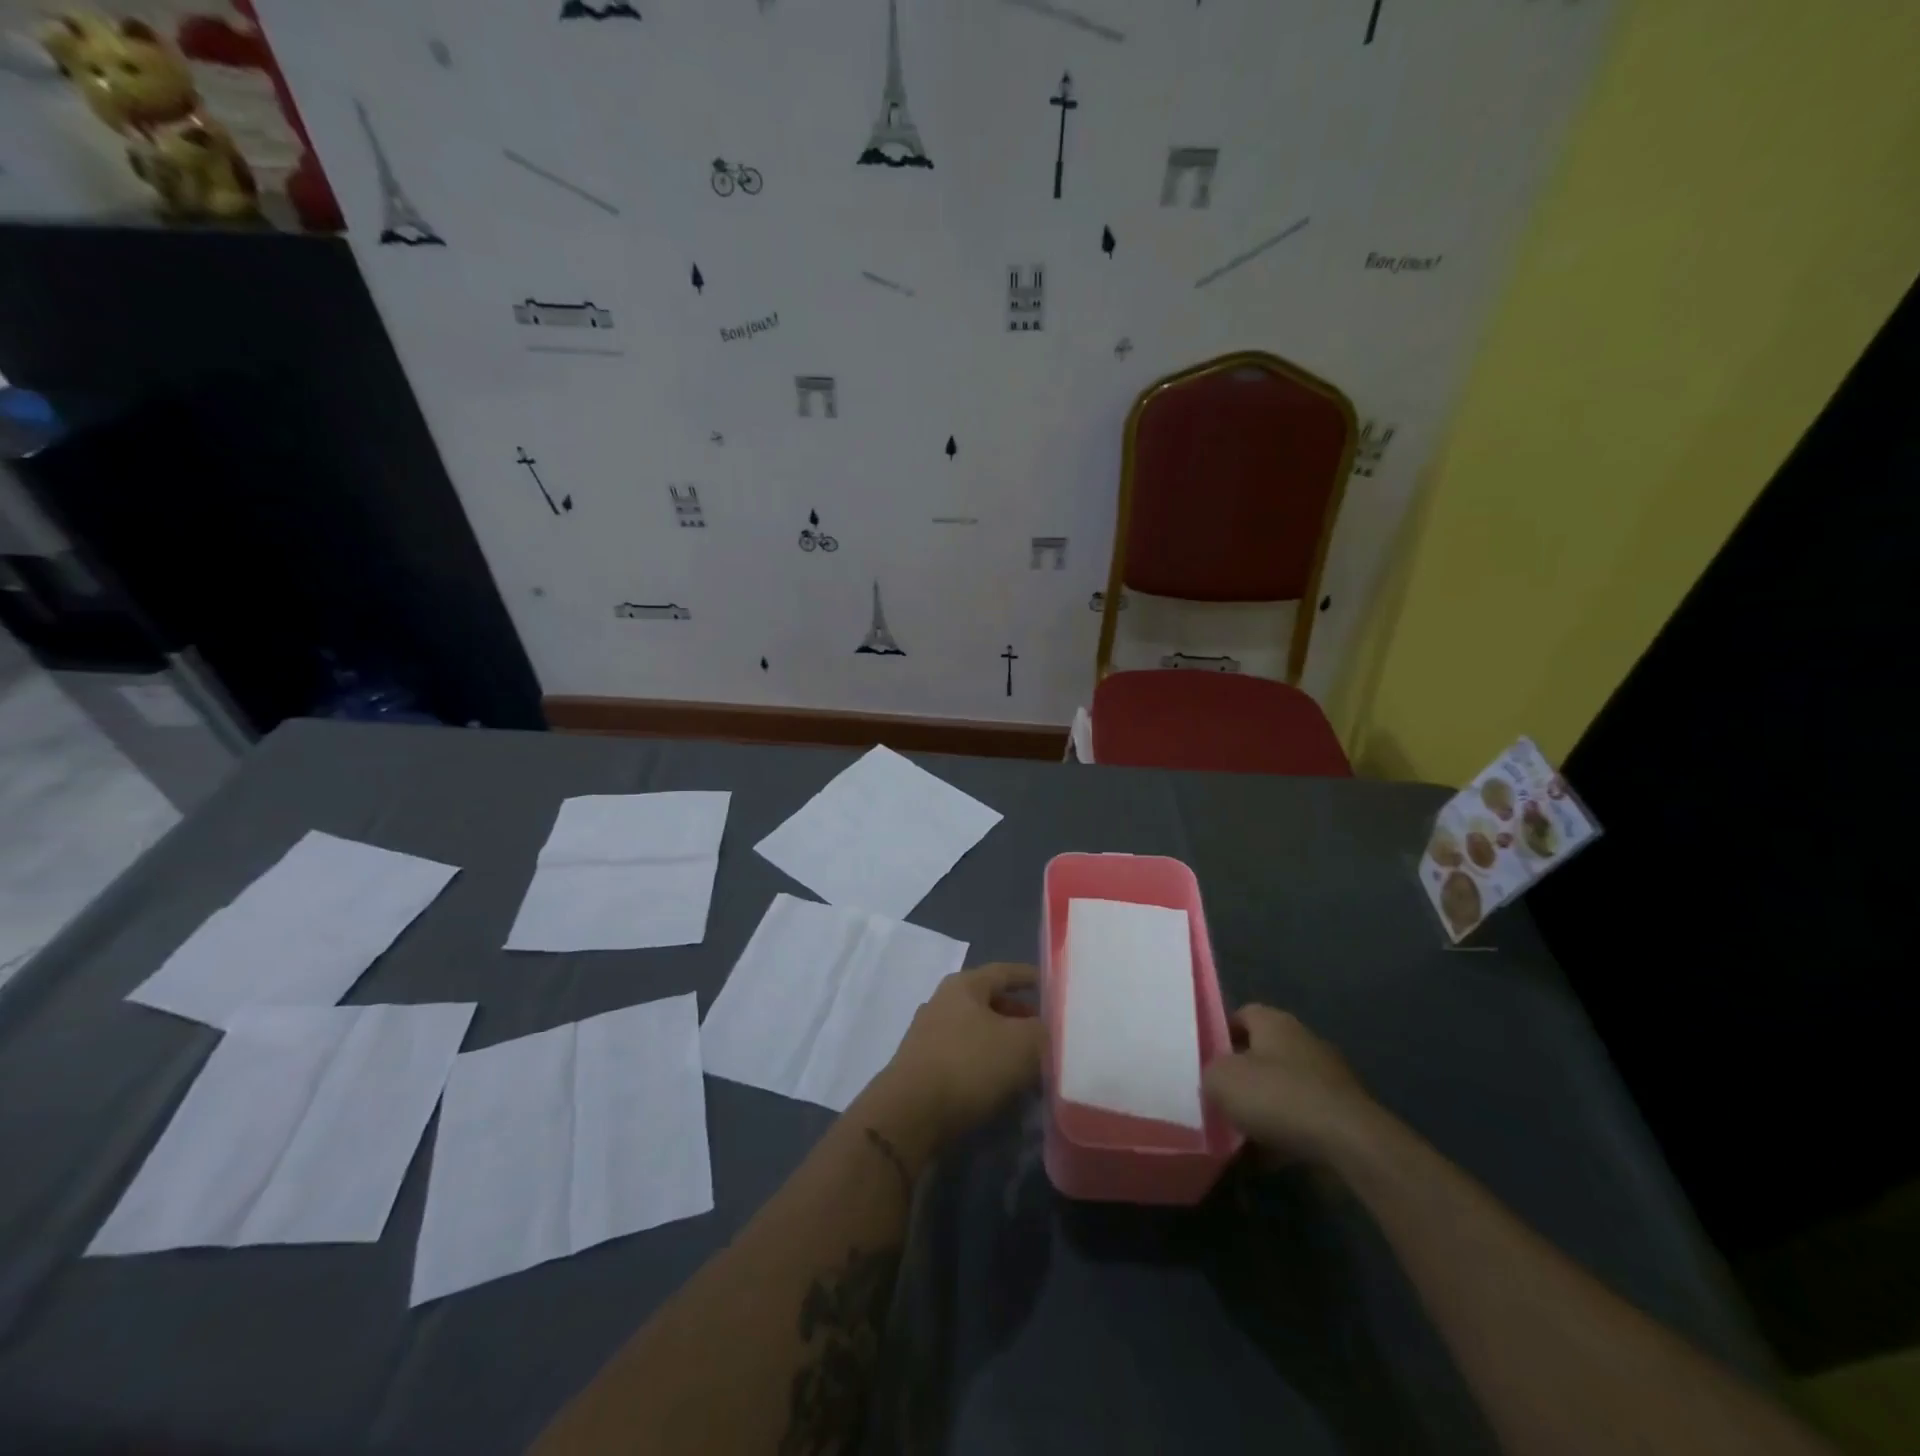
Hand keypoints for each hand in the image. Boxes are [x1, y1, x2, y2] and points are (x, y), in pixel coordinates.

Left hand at [868, 963, 1044, 1151]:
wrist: (911, 1114)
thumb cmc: (969, 1064)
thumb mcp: (1022, 1044)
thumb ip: (1042, 1031)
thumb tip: (1045, 1030)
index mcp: (964, 985)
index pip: (1004, 972)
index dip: (1029, 977)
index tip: (1052, 985)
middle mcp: (942, 1002)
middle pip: (989, 1002)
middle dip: (1018, 1015)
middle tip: (1044, 1031)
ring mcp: (928, 1035)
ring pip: (977, 1031)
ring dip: (1003, 1043)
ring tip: (1029, 1062)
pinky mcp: (923, 1067)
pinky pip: (964, 1057)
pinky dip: (986, 1064)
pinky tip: (1001, 1084)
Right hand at [1203, 1006, 1379, 1165]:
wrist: (1349, 1143)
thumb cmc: (1278, 1096)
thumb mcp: (1221, 1080)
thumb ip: (1210, 1074)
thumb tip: (1216, 1081)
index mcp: (1274, 1022)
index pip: (1241, 1015)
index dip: (1222, 1035)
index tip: (1206, 1062)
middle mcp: (1303, 1041)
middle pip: (1262, 1054)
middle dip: (1242, 1077)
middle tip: (1220, 1100)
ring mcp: (1328, 1077)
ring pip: (1283, 1089)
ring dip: (1264, 1109)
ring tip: (1240, 1136)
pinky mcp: (1343, 1113)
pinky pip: (1303, 1119)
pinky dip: (1286, 1134)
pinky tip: (1268, 1159)